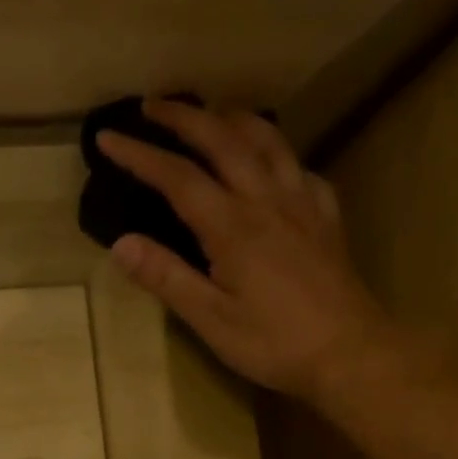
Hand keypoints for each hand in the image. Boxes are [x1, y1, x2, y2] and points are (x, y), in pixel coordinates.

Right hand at [96, 98, 399, 403]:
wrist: (350, 353)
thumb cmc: (274, 343)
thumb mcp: (210, 319)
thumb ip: (167, 277)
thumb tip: (121, 243)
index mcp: (232, 226)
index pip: (177, 177)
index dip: (140, 154)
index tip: (107, 138)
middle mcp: (267, 201)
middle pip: (223, 141)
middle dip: (184, 117)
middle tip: (152, 105)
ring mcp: (302, 204)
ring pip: (268, 142)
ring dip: (233, 119)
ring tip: (212, 113)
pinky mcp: (325, 218)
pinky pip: (300, 170)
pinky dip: (278, 154)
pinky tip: (273, 164)